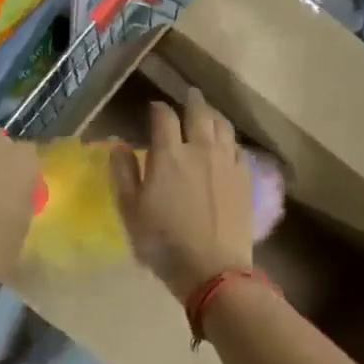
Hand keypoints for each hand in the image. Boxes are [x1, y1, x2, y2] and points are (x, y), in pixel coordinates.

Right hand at [109, 88, 253, 299]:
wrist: (213, 268)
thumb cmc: (163, 242)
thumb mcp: (131, 210)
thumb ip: (123, 172)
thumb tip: (117, 143)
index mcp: (169, 154)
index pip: (163, 117)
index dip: (157, 108)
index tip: (154, 108)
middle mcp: (201, 149)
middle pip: (199, 113)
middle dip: (191, 100)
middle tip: (189, 94)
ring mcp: (227, 162)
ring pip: (223, 126)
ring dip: (213, 115)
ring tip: (208, 113)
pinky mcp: (245, 178)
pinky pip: (238, 147)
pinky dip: (229, 139)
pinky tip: (227, 144)